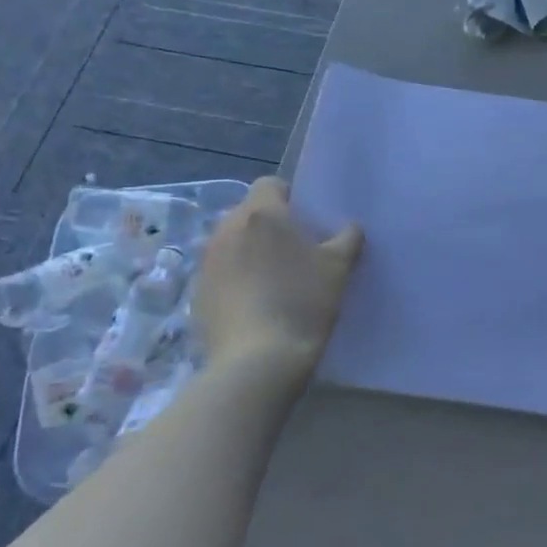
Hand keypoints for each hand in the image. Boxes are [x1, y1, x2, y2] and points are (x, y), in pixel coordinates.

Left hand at [196, 177, 362, 372]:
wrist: (258, 362)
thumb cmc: (303, 302)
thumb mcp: (339, 268)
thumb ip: (348, 238)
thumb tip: (350, 228)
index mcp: (262, 214)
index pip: (270, 184)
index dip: (291, 198)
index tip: (307, 223)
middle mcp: (227, 228)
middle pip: (249, 213)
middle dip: (270, 227)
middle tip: (296, 253)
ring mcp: (207, 261)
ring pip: (232, 243)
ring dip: (250, 252)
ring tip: (274, 281)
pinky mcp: (197, 292)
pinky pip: (221, 272)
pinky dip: (236, 280)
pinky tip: (255, 306)